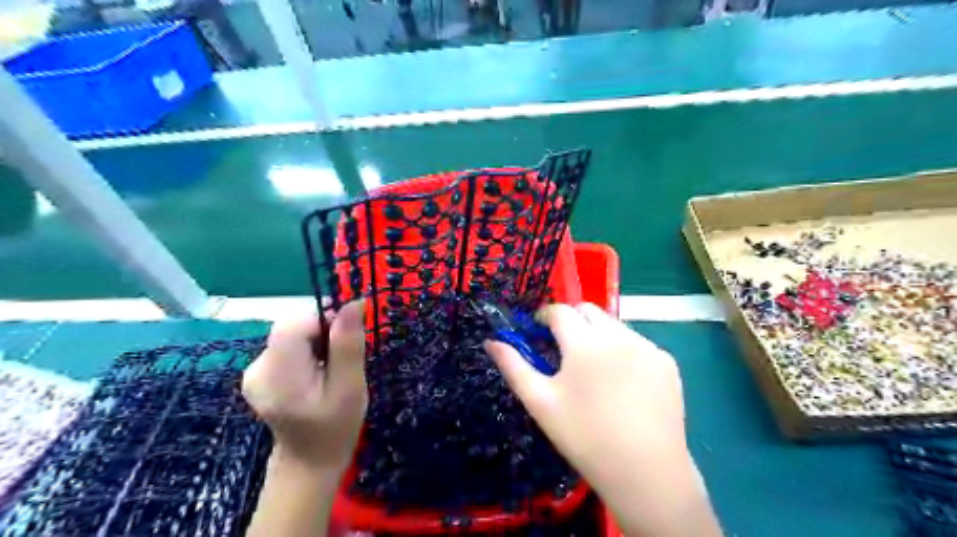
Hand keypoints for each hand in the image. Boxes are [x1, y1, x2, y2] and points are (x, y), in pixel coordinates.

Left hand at [241, 301, 367, 472]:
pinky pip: (288, 346)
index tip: (348, 338)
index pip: (294, 323)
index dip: (325, 320)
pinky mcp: (260, 373)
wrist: (310, 462)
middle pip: (292, 327)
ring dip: (317, 342)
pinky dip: (307, 351)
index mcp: (277, 374)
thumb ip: (348, 344)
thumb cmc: (336, 427)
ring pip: (292, 334)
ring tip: (331, 370)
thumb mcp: (350, 387)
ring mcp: (254, 371)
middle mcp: (257, 368)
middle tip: (342, 360)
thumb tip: (353, 302)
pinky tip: (317, 373)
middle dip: (323, 333)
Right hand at [487, 303, 718, 533]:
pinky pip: (638, 343)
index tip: (538, 330)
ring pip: (614, 325)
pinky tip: (623, 383)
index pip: (559, 311)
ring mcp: (647, 347)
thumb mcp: (540, 402)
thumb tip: (491, 341)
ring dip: (598, 335)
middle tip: (564, 348)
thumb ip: (513, 366)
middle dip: (571, 320)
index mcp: (585, 343)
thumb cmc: (584, 437)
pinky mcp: (666, 362)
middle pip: (588, 311)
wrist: (645, 472)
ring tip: (594, 369)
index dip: (544, 316)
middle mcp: (618, 336)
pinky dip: (623, 350)